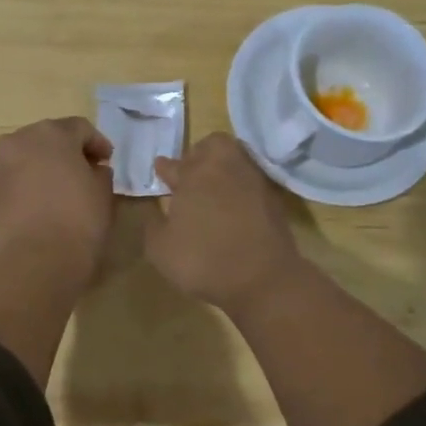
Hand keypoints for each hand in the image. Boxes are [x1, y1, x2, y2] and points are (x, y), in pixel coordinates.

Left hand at [0, 117, 116, 285]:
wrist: (35, 262)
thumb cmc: (78, 220)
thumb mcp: (103, 193)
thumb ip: (99, 172)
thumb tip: (92, 170)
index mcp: (51, 133)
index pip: (80, 128)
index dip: (97, 144)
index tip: (107, 162)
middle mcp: (20, 140)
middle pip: (50, 138)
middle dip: (69, 151)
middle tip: (87, 172)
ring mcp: (0, 165)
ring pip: (29, 156)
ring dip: (47, 166)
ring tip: (64, 189)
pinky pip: (17, 177)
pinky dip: (31, 182)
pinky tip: (45, 202)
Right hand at [146, 133, 302, 314]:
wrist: (264, 279)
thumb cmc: (204, 260)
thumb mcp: (160, 248)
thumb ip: (152, 222)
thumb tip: (152, 207)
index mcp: (194, 173)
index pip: (174, 164)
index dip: (165, 168)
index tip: (161, 171)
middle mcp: (226, 167)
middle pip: (213, 146)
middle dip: (199, 155)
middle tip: (190, 174)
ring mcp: (254, 180)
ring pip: (235, 160)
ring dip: (222, 169)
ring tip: (211, 190)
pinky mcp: (273, 198)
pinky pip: (250, 182)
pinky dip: (239, 187)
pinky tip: (231, 206)